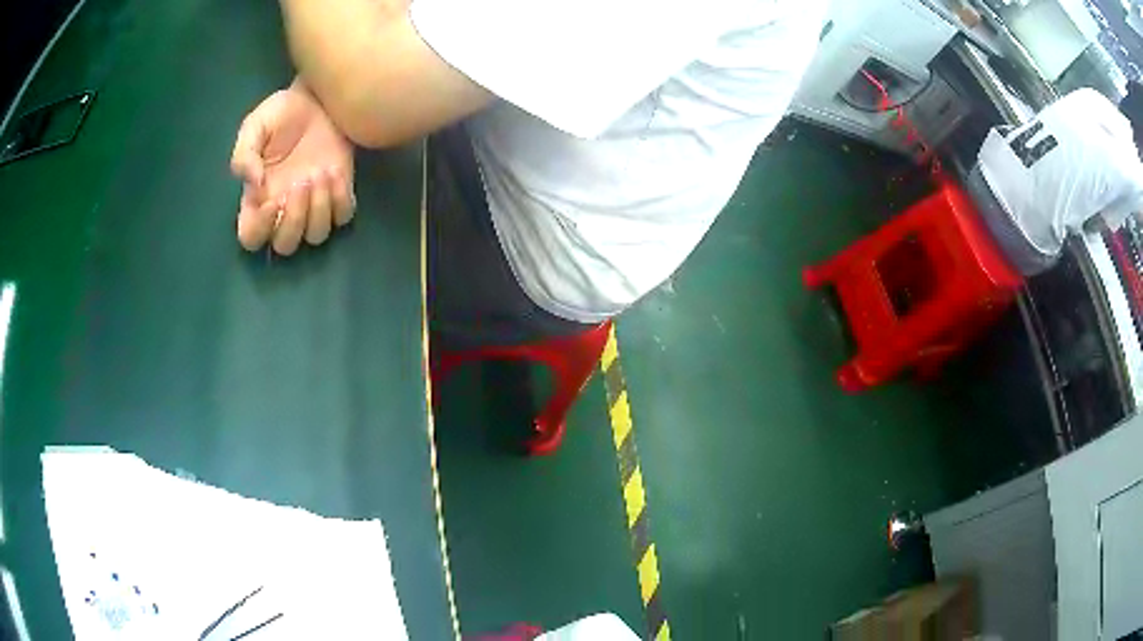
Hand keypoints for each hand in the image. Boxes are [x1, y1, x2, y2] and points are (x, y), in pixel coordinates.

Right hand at [231, 81, 355, 254]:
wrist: (320, 97)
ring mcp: (313, 204)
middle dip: (294, 220)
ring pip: (316, 236)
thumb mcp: (254, 127)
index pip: (251, 238)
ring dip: (318, 209)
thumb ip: (244, 155)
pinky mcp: (339, 193)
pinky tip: (334, 171)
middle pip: (286, 245)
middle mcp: (284, 210)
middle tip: (301, 182)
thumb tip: (253, 185)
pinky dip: (340, 200)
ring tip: (319, 173)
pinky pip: (342, 217)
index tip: (272, 201)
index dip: (259, 230)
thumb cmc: (282, 113)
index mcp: (257, 199)